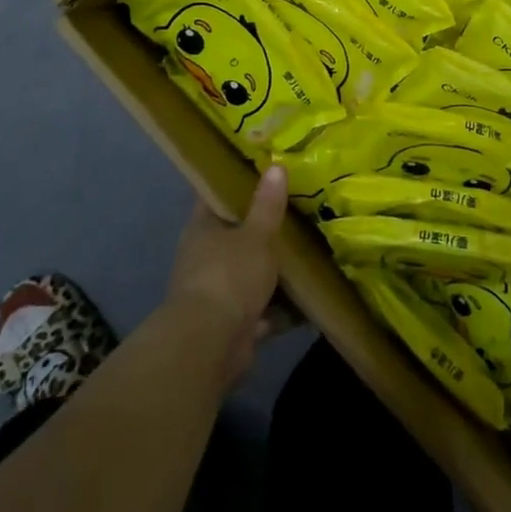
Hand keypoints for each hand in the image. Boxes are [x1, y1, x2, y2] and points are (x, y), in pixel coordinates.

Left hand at [165, 164, 288, 383]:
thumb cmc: (229, 276)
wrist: (210, 345)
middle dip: (262, 229)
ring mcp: (215, 292)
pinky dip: (279, 306)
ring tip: (308, 253)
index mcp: (202, 229)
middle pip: (235, 235)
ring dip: (272, 270)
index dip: (237, 184)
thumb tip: (276, 166)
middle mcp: (203, 257)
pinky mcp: (231, 323)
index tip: (265, 172)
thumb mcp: (256, 235)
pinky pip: (260, 307)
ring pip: (248, 272)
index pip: (217, 197)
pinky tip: (307, 298)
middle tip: (297, 211)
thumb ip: (267, 205)